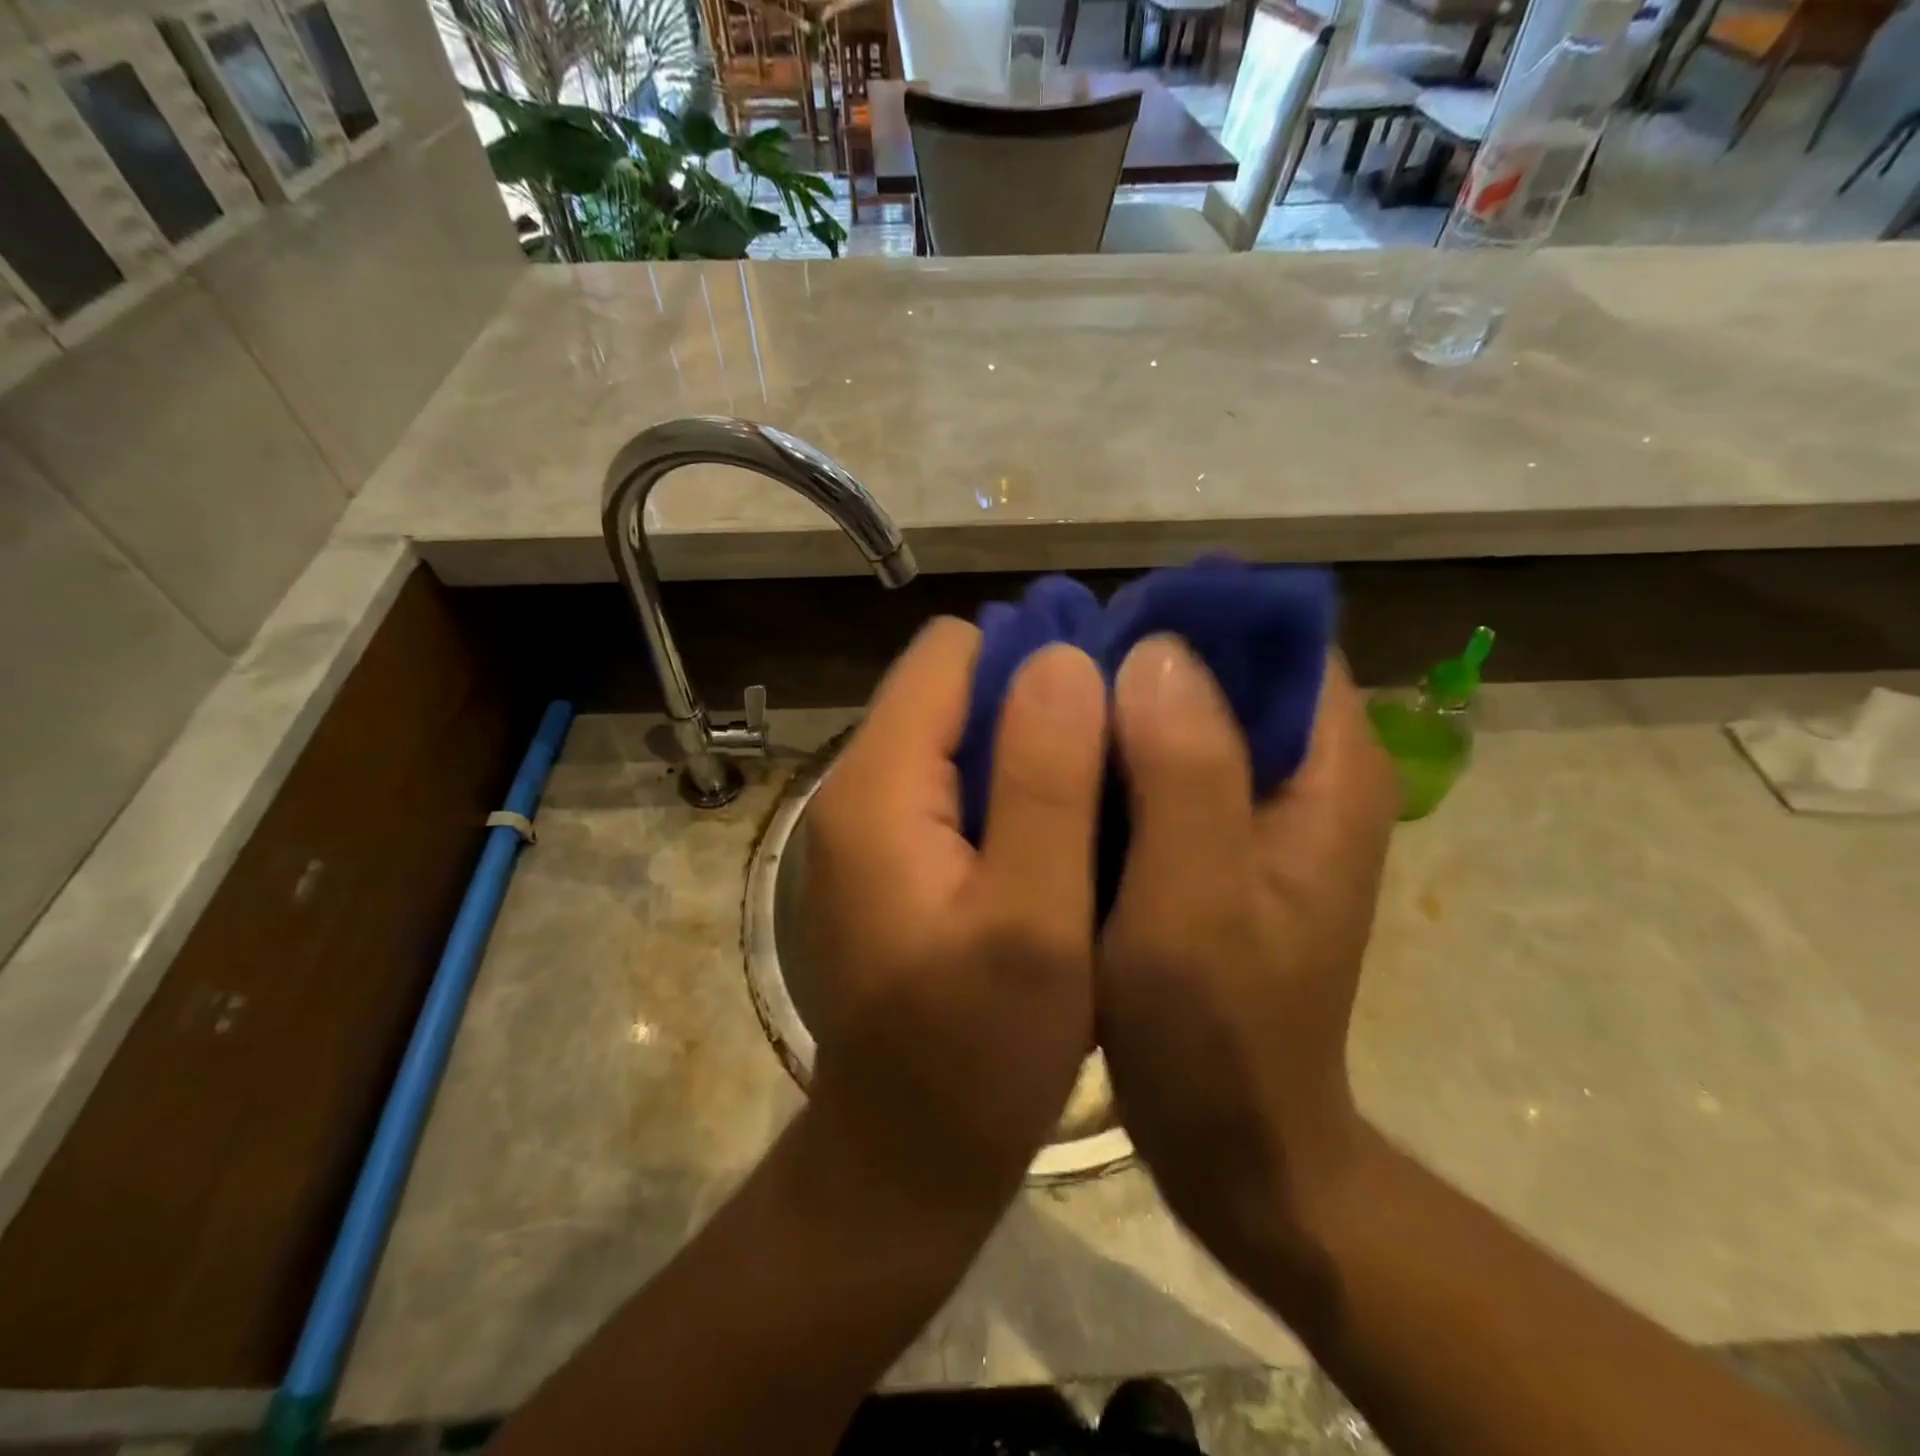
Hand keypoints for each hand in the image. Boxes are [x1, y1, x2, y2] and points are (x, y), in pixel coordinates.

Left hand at [801, 618, 1107, 1222]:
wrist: (906, 1156)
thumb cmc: (976, 1054)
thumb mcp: (1031, 920)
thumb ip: (1045, 782)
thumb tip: (1062, 658)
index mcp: (879, 785)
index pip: (951, 653)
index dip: (1034, 660)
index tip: (1109, 704)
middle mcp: (858, 785)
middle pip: (954, 687)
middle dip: (1038, 703)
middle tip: (1120, 756)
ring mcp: (870, 822)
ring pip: (961, 735)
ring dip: (1031, 749)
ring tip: (1104, 794)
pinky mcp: (892, 855)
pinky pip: (956, 785)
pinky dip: (1012, 790)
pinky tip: (1062, 835)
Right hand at [1097, 638, 1398, 1274]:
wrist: (1237, 1142)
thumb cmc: (1219, 1034)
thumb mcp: (1196, 904)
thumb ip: (1187, 774)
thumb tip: (1157, 650)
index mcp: (1331, 773)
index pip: (1277, 643)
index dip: (1191, 623)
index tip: (1103, 633)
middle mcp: (1307, 777)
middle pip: (1227, 675)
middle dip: (1140, 663)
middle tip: (1051, 676)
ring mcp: (1261, 814)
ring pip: (1187, 720)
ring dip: (1120, 711)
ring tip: (1041, 713)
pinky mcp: (1219, 845)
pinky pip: (1164, 771)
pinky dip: (1115, 759)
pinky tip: (1058, 772)